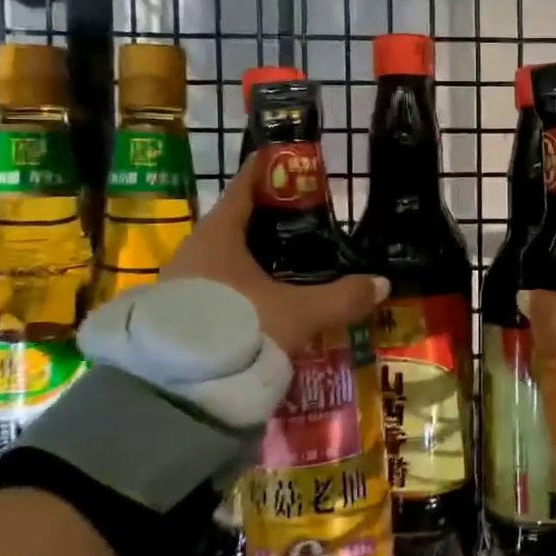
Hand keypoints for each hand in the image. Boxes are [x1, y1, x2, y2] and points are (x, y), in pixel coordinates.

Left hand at [162, 162, 387, 356]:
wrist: (174, 392)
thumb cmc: (238, 329)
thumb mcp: (298, 314)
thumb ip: (341, 298)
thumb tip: (382, 284)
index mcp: (218, 235)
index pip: (244, 188)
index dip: (269, 173)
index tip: (292, 163)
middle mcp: (193, 252)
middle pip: (234, 224)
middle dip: (267, 221)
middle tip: (305, 223)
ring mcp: (179, 285)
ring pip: (223, 260)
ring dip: (252, 259)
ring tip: (289, 266)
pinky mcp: (173, 318)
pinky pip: (214, 289)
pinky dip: (240, 288)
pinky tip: (262, 303)